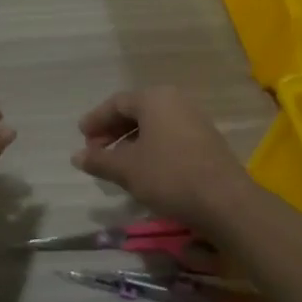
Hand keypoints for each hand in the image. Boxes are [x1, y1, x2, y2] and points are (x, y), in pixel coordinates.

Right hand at [71, 87, 254, 234]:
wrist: (224, 202)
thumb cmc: (168, 176)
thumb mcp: (126, 169)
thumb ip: (99, 160)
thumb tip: (77, 156)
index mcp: (155, 99)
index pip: (116, 103)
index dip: (95, 120)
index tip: (81, 138)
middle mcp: (176, 102)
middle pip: (136, 112)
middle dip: (112, 131)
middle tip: (95, 151)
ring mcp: (194, 121)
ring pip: (153, 126)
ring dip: (130, 142)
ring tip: (116, 163)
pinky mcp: (206, 142)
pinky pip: (169, 137)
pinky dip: (150, 148)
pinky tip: (142, 169)